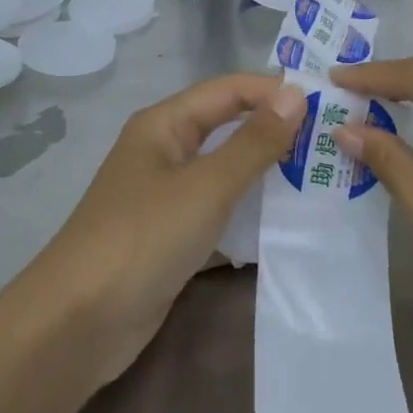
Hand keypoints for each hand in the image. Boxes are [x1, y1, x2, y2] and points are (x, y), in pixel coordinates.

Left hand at [17, 73, 306, 387]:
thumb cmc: (143, 237)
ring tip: (321, 174)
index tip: (328, 100)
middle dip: (274, 129)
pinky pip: (217, 210)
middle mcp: (164, 151)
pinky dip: (248, 211)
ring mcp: (165, 196)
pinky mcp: (170, 236)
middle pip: (226, 127)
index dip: (273, 90)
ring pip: (224, 171)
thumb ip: (253, 142)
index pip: (228, 90)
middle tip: (332, 137)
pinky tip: (286, 221)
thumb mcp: (206, 186)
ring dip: (265, 171)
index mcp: (164, 125)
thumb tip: (296, 95)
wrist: (80, 322)